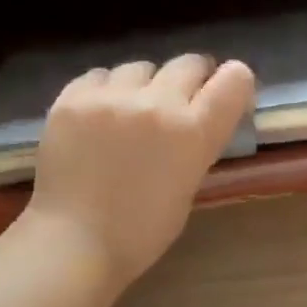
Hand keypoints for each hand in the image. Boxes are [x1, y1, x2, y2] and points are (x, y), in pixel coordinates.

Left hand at [27, 55, 254, 286]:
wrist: (74, 242)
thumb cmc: (141, 231)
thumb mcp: (188, 188)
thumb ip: (196, 144)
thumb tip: (195, 118)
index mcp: (193, 134)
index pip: (234, 80)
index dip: (234, 83)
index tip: (224, 95)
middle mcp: (157, 104)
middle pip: (189, 63)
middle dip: (191, 80)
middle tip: (180, 104)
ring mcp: (111, 97)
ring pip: (141, 68)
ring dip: (144, 85)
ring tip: (131, 114)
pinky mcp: (72, 97)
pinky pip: (100, 76)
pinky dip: (106, 91)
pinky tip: (99, 118)